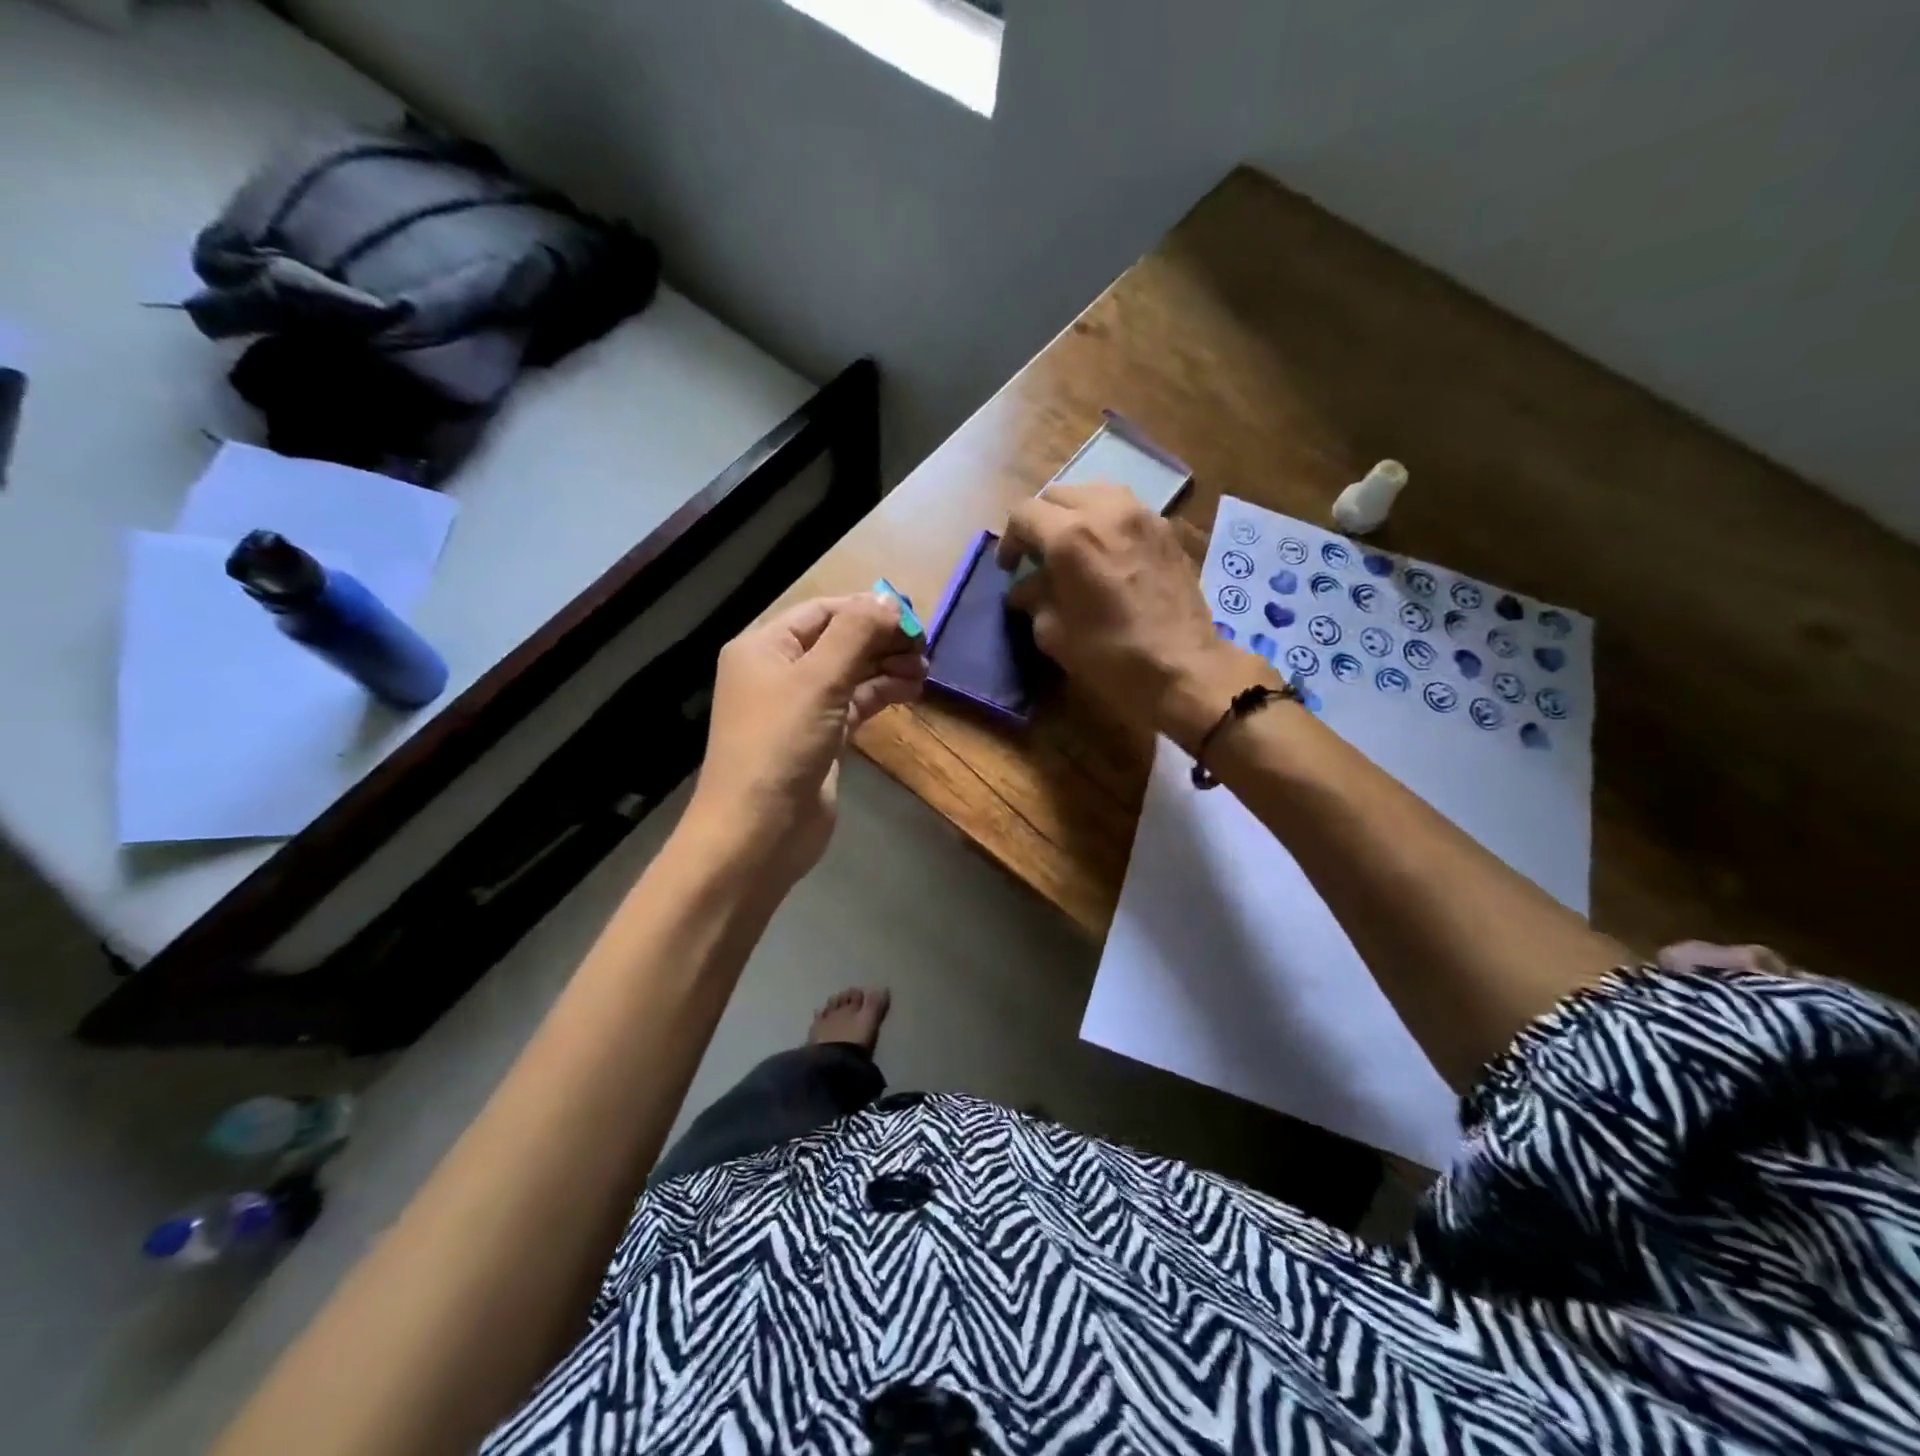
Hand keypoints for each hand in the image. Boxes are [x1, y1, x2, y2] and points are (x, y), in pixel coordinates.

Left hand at [684, 594, 925, 887]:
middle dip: (880, 639)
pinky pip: (855, 703)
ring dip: (886, 666)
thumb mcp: (818, 679)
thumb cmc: (781, 745)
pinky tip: (911, 690)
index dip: (867, 609)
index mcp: (765, 647)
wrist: (759, 831)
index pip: (823, 611)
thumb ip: (856, 633)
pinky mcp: (820, 738)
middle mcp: (779, 672)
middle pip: (839, 640)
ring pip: (851, 673)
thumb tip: (891, 601)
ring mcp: (800, 707)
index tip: (912, 617)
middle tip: (923, 646)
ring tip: (924, 669)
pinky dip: (881, 693)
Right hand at [999, 483, 1274, 748]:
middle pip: (1058, 495)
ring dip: (1075, 513)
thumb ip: (1035, 599)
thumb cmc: (1111, 655)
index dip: (1009, 540)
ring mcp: (1141, 515)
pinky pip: (1125, 508)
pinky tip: (1108, 552)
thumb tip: (1027, 588)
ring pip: (1094, 492)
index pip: (1024, 514)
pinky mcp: (1166, 528)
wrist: (1183, 666)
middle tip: (1039, 555)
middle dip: (1041, 522)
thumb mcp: (1054, 634)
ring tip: (1073, 546)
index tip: (1011, 568)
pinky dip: (1107, 521)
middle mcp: (1104, 511)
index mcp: (1069, 537)